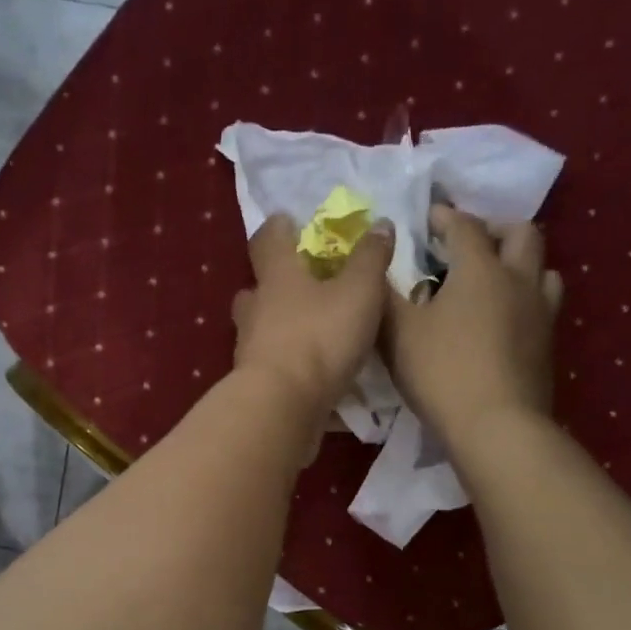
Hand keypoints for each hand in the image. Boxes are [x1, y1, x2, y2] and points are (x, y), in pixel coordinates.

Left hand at [232, 212, 391, 426]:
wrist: (282, 407)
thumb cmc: (319, 337)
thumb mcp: (359, 291)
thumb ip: (370, 258)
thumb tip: (379, 224)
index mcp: (277, 277)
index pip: (268, 240)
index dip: (278, 228)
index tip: (288, 222)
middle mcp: (256, 309)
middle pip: (256, 289)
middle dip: (275, 285)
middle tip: (301, 286)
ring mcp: (251, 350)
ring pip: (261, 331)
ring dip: (280, 329)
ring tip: (311, 334)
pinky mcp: (256, 386)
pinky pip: (273, 369)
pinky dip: (290, 369)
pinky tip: (313, 379)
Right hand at [381, 204, 562, 448]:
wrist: (496, 426)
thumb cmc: (442, 372)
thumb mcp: (398, 333)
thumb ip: (384, 296)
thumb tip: (376, 269)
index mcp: (480, 269)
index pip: (465, 226)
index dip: (445, 216)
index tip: (428, 218)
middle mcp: (518, 280)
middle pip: (522, 233)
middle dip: (495, 228)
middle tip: (471, 242)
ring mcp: (541, 313)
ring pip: (543, 268)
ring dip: (521, 263)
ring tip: (496, 279)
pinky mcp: (548, 345)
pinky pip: (544, 305)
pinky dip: (526, 299)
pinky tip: (505, 319)